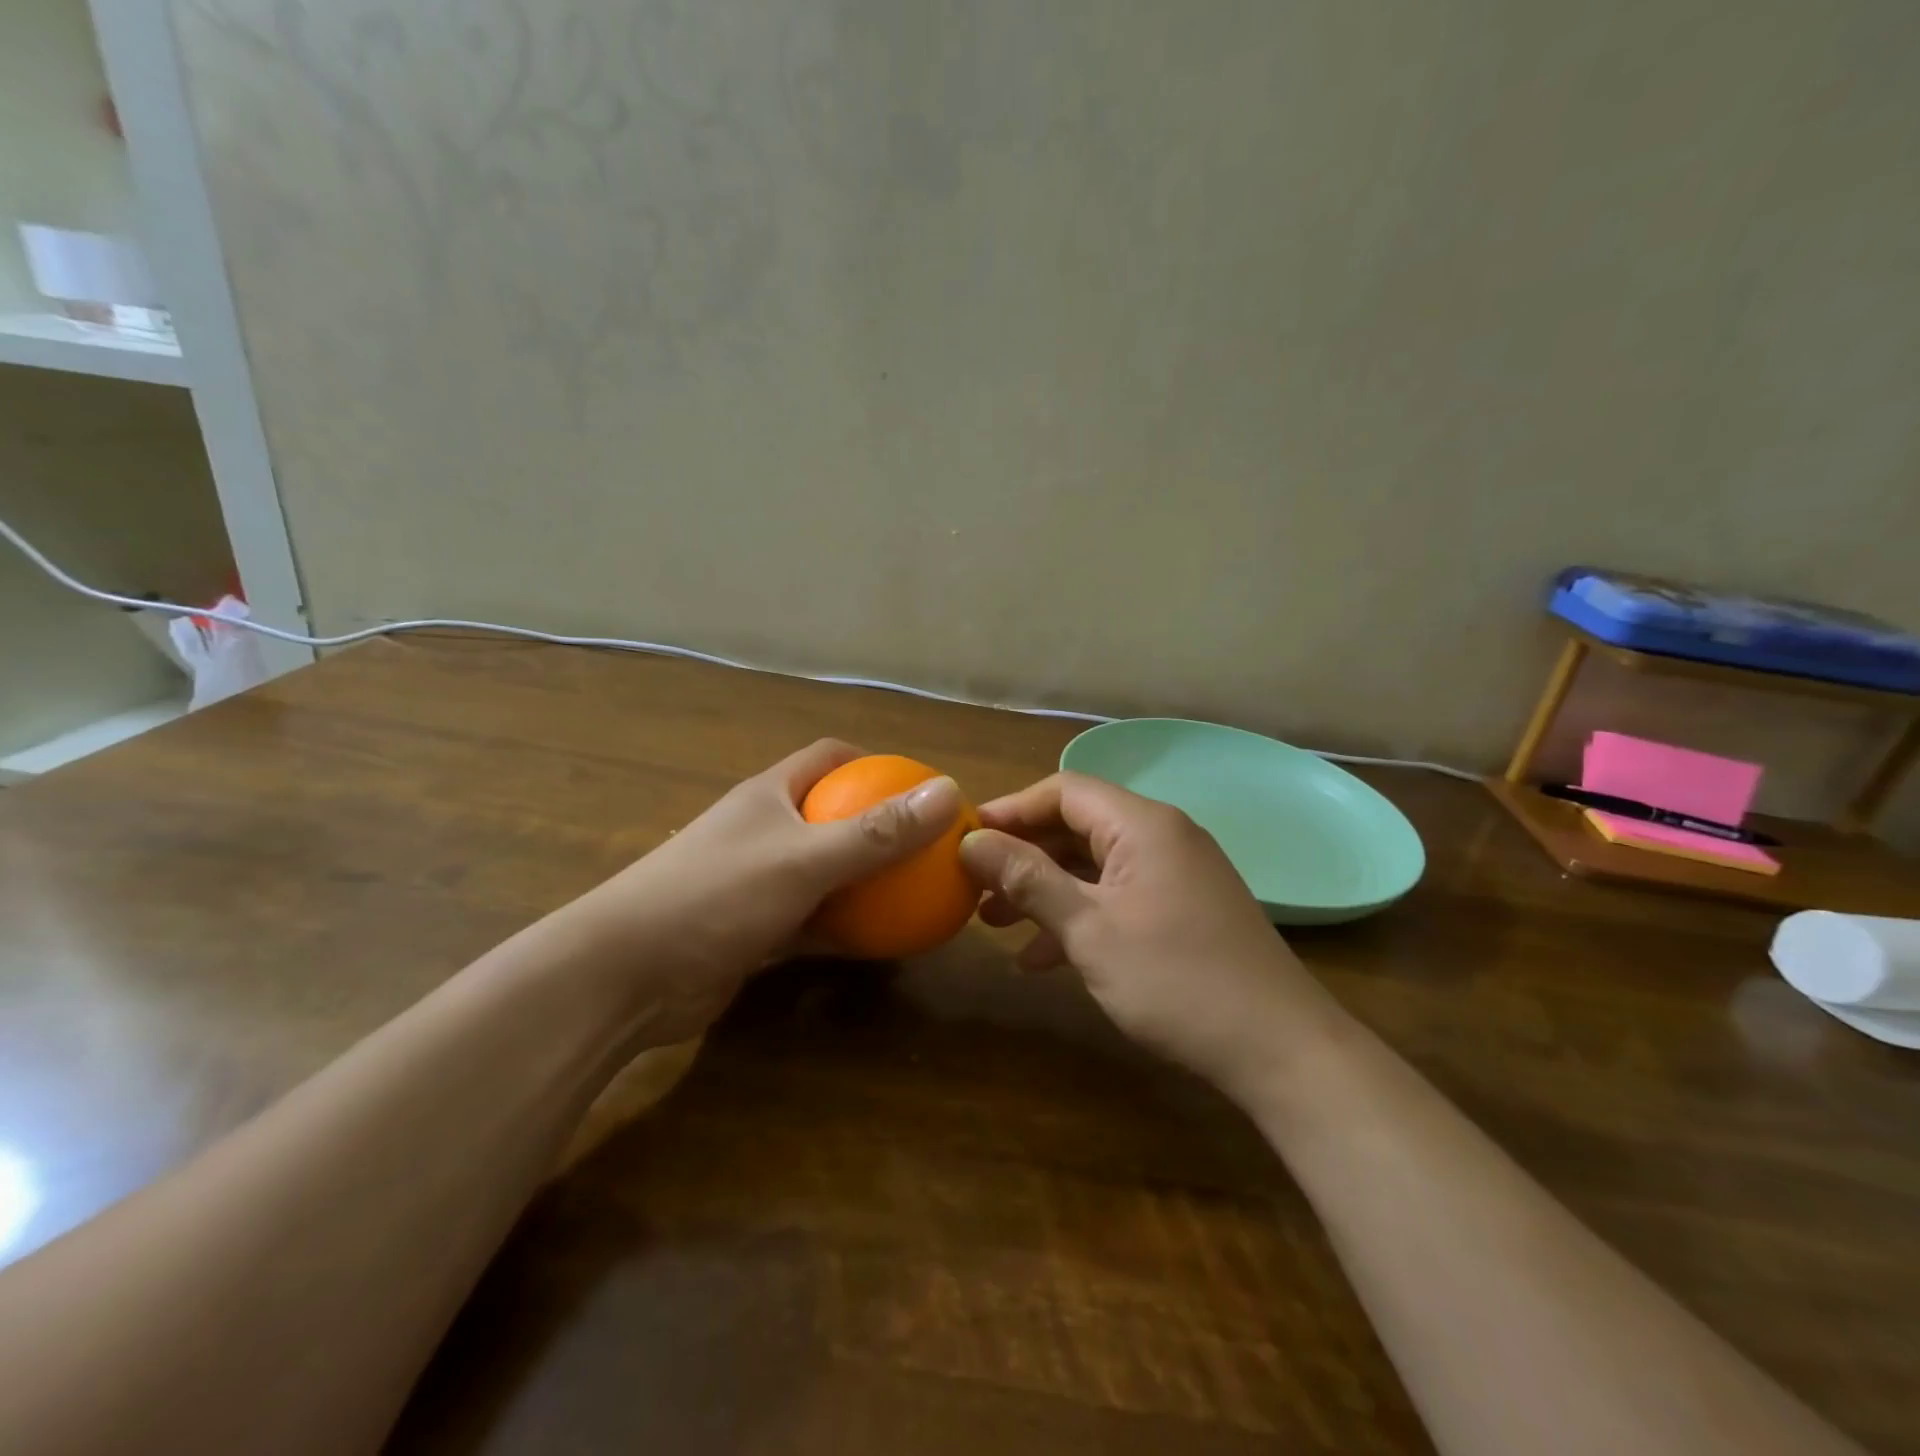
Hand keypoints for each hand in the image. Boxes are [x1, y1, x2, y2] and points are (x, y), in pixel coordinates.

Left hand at [568, 739, 962, 1046]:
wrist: (624, 977)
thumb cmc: (714, 896)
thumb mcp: (804, 859)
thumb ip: (876, 831)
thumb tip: (948, 791)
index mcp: (770, 795)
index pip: (829, 757)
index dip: (876, 762)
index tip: (921, 787)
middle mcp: (764, 831)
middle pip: (832, 815)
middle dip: (879, 828)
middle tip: (931, 849)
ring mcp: (757, 882)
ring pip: (825, 872)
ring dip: (865, 882)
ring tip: (918, 895)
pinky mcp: (753, 930)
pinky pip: (812, 920)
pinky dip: (844, 927)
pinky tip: (882, 943)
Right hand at [959, 773, 1332, 1100]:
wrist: (1280, 1050)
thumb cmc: (1176, 980)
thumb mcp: (1089, 929)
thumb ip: (1028, 879)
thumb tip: (972, 841)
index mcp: (1142, 825)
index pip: (1063, 791)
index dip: (1010, 810)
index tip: (965, 839)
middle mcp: (1162, 836)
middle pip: (1077, 826)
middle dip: (1023, 855)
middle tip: (974, 884)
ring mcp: (1177, 874)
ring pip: (1094, 866)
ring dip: (1045, 889)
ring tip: (994, 922)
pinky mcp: (1185, 909)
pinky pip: (1119, 896)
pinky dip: (1080, 916)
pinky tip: (1042, 959)